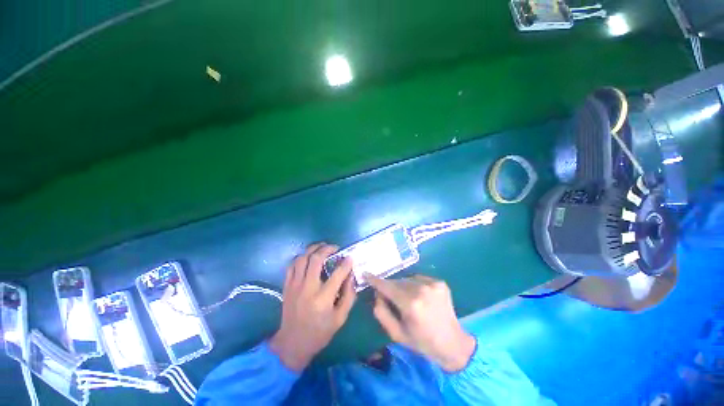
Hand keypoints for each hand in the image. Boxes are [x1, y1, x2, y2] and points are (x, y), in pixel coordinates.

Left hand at [269, 243, 356, 370]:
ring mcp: (294, 286)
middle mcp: (308, 289)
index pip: (337, 274)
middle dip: (327, 249)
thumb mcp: (340, 318)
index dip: (346, 263)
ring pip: (302, 258)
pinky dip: (301, 257)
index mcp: (323, 299)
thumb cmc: (320, 333)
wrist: (292, 344)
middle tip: (335, 247)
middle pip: (316, 259)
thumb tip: (351, 276)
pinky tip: (308, 257)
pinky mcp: (286, 286)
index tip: (350, 257)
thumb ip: (349, 295)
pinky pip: (292, 265)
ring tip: (322, 247)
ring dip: (313, 249)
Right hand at [366, 274, 475, 371]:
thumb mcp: (396, 334)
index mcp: (410, 304)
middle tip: (389, 296)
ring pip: (407, 279)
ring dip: (402, 286)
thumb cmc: (422, 342)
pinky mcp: (440, 282)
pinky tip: (419, 296)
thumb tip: (377, 294)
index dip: (375, 280)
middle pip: (397, 282)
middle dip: (390, 287)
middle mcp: (421, 290)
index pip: (387, 287)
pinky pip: (418, 278)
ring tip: (406, 299)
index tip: (366, 274)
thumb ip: (382, 312)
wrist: (453, 343)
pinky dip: (414, 285)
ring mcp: (432, 284)